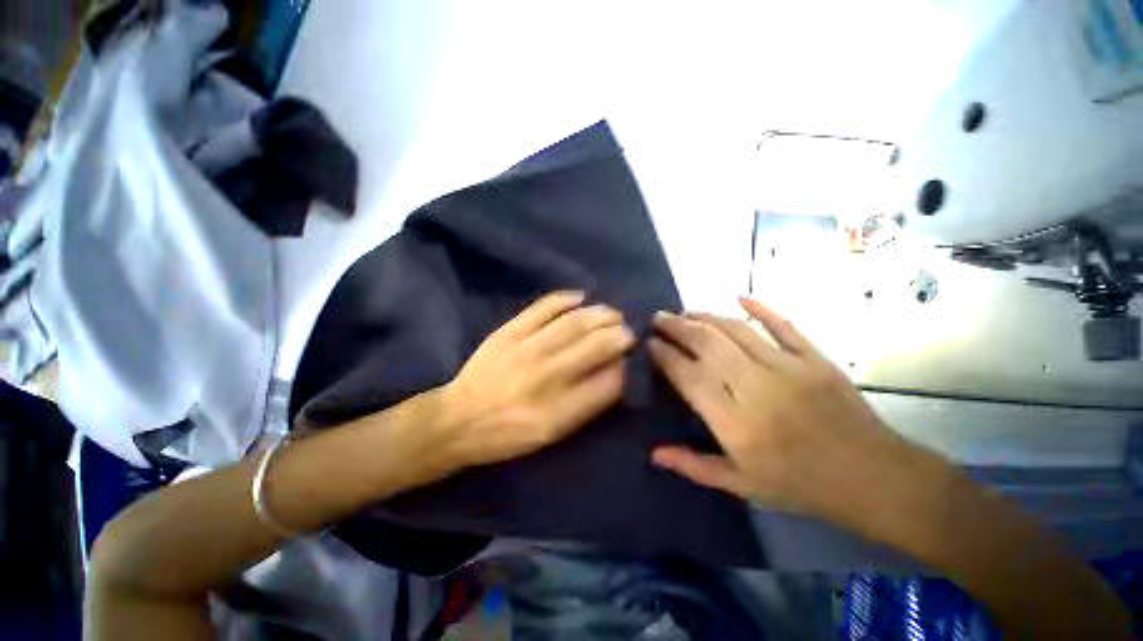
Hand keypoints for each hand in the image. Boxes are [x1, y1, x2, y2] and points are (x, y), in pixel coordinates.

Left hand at [441, 291, 634, 467]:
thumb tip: (615, 370)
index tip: (627, 357)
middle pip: (596, 344)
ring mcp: (527, 348)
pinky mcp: (509, 331)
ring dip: (600, 314)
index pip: (608, 381)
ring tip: (612, 314)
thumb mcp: (553, 433)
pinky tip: (581, 297)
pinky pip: (544, 307)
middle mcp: (547, 376)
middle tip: (627, 329)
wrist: (459, 419)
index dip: (623, 364)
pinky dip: (567, 299)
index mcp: (560, 410)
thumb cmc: (510, 433)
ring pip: (575, 322)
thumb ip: (588, 403)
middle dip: (619, 333)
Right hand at [647, 297, 902, 519]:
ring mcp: (786, 367)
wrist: (871, 477)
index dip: (664, 355)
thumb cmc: (799, 485)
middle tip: (659, 318)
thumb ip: (694, 466)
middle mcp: (753, 386)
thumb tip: (654, 453)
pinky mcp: (813, 358)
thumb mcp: (741, 485)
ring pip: (735, 330)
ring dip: (705, 316)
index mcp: (733, 420)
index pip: (687, 374)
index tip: (650, 343)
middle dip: (677, 327)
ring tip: (685, 311)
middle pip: (706, 344)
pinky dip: (760, 308)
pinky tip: (739, 296)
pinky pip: (782, 325)